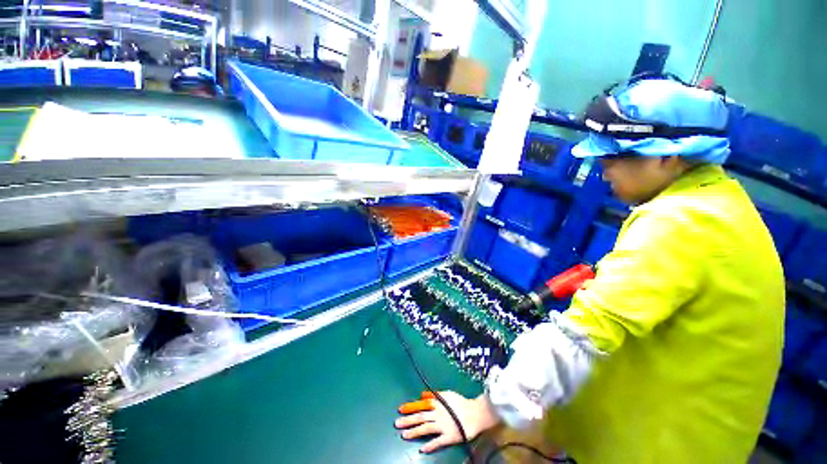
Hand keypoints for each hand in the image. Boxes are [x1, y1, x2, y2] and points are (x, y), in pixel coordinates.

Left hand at [395, 391, 499, 453]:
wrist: (475, 413)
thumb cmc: (460, 402)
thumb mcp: (447, 394)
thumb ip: (434, 395)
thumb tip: (422, 395)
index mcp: (437, 403)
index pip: (420, 405)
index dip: (410, 407)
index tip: (400, 409)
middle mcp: (437, 414)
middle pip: (420, 417)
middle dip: (408, 420)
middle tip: (396, 423)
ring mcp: (443, 426)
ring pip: (425, 429)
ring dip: (414, 432)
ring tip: (404, 435)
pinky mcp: (450, 437)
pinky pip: (438, 442)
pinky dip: (430, 446)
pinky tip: (422, 450)